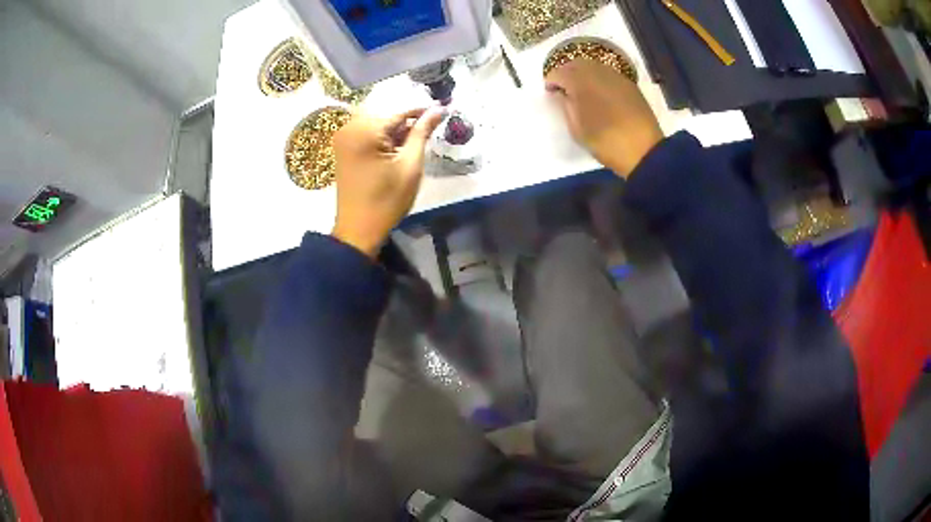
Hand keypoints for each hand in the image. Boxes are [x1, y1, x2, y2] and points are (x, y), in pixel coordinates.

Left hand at [331, 107, 443, 256]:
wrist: (358, 230)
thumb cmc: (387, 200)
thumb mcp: (410, 165)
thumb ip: (422, 133)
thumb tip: (439, 109)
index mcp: (364, 130)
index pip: (399, 111)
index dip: (422, 112)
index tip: (443, 112)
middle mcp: (349, 127)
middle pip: (386, 114)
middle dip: (408, 121)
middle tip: (429, 130)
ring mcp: (343, 137)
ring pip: (377, 123)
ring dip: (396, 130)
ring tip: (414, 142)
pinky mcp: (342, 148)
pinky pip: (366, 132)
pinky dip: (382, 137)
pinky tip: (396, 149)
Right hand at [545, 59, 662, 177]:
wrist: (644, 150)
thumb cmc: (605, 142)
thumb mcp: (577, 129)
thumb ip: (565, 106)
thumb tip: (561, 93)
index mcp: (580, 82)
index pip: (558, 73)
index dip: (551, 81)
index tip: (550, 93)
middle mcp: (597, 72)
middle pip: (576, 64)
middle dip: (567, 73)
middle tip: (564, 88)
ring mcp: (615, 76)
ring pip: (593, 66)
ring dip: (583, 74)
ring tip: (582, 90)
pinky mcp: (629, 84)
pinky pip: (608, 74)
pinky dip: (599, 78)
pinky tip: (600, 93)